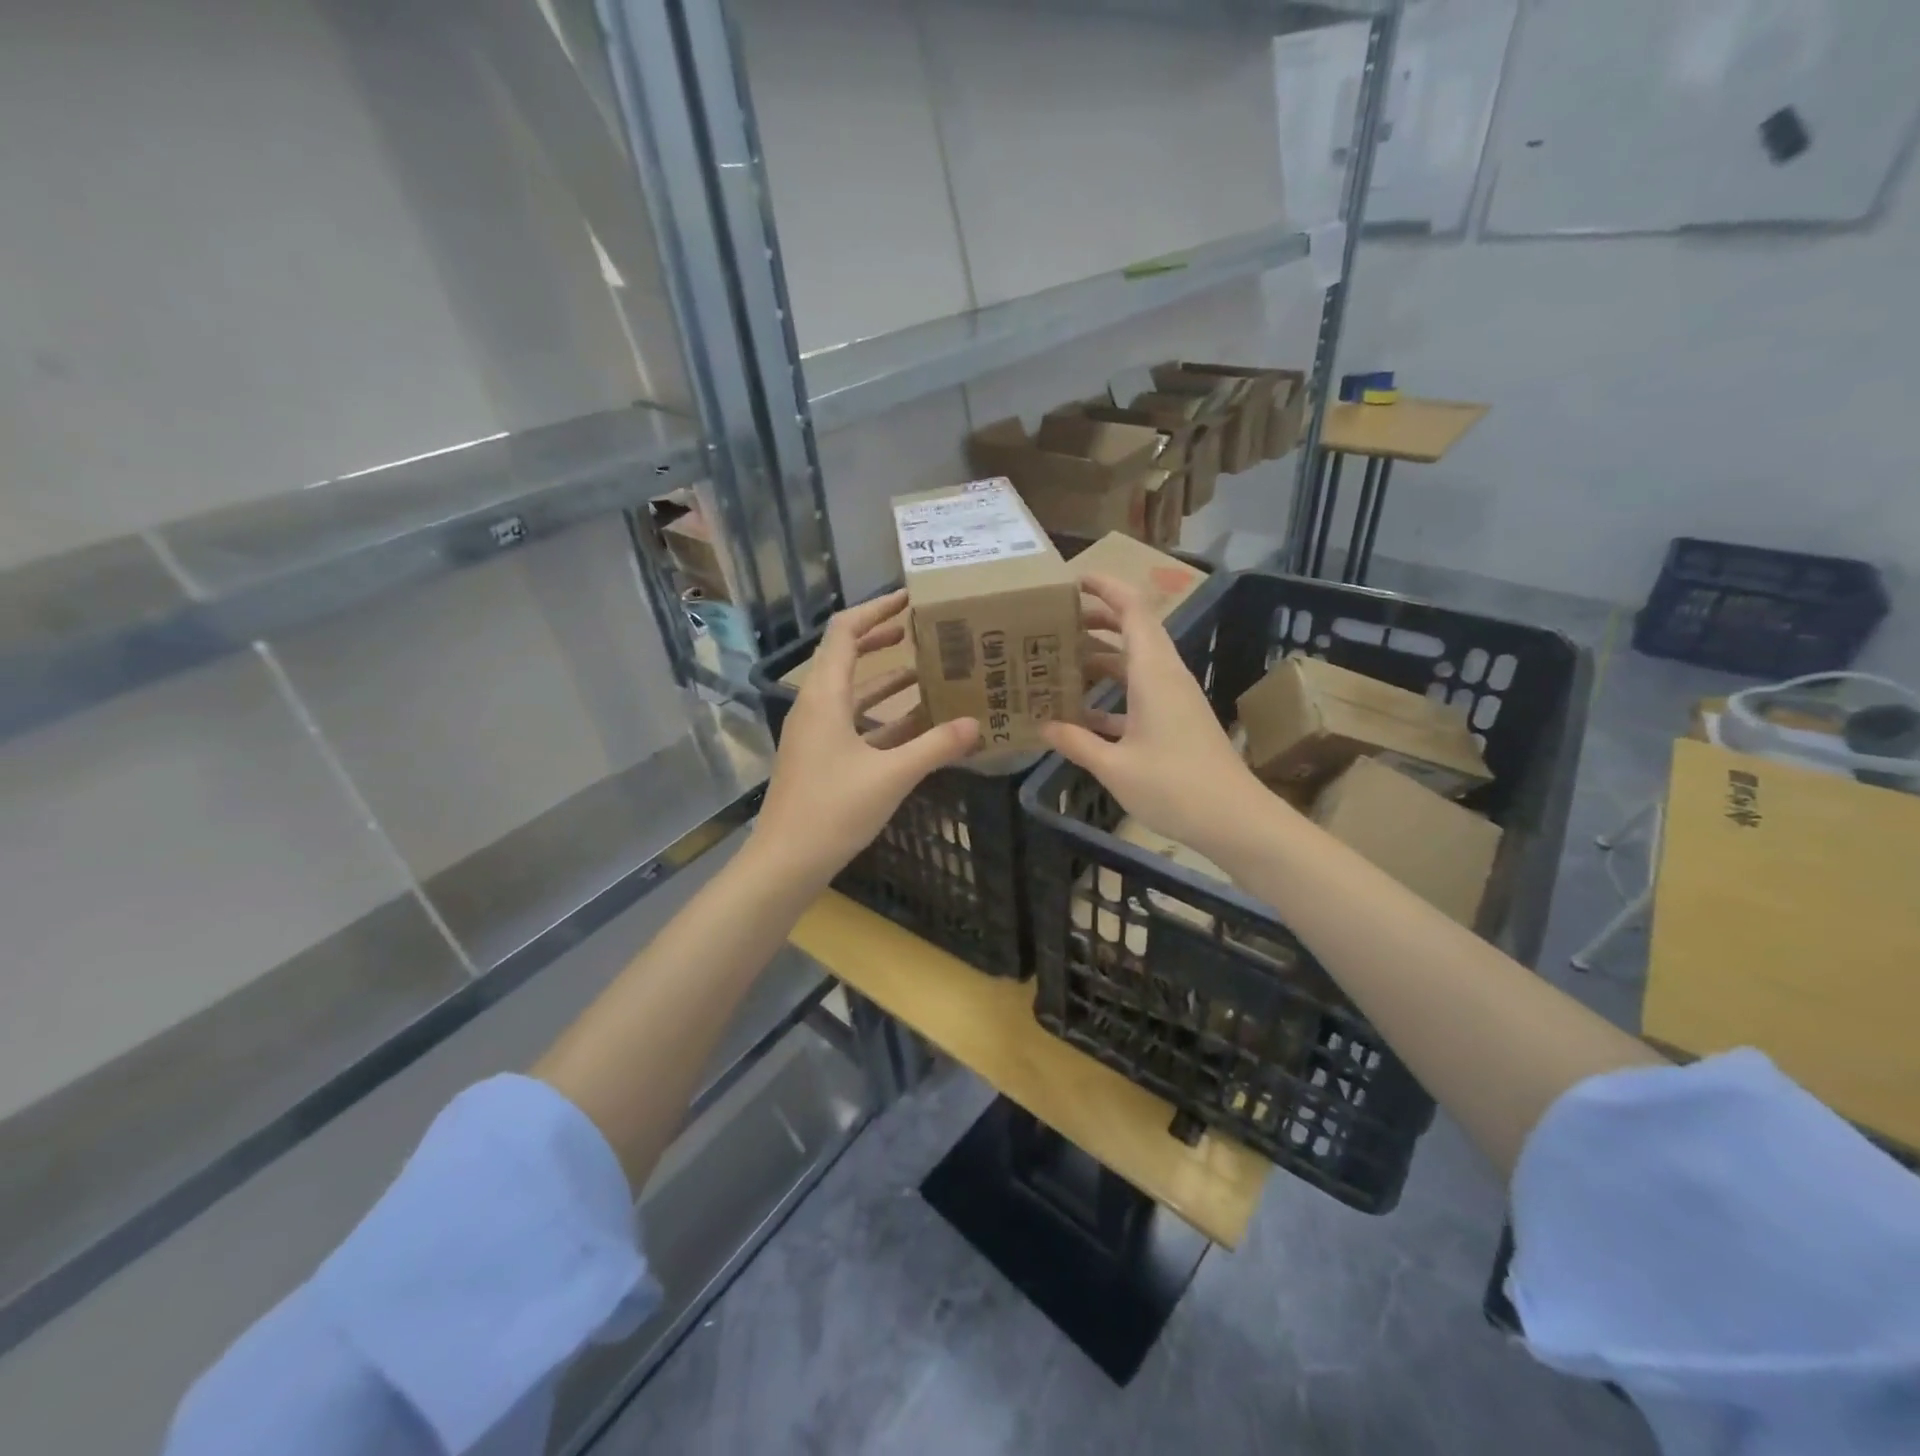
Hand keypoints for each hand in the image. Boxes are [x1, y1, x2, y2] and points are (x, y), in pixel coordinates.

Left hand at [750, 590, 979, 890]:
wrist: (786, 862)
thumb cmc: (833, 811)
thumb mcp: (891, 776)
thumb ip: (936, 746)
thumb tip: (976, 723)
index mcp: (824, 696)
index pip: (844, 631)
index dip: (875, 609)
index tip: (910, 598)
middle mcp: (816, 706)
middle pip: (847, 656)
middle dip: (883, 639)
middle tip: (924, 629)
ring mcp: (817, 733)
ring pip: (855, 692)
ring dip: (889, 679)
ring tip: (931, 669)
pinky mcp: (823, 758)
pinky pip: (857, 723)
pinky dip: (886, 716)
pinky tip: (919, 722)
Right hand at [1042, 573, 1270, 860]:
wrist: (1234, 820)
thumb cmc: (1174, 787)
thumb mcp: (1114, 767)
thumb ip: (1075, 742)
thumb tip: (1041, 726)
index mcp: (1153, 672)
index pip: (1133, 610)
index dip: (1106, 587)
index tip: (1073, 580)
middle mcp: (1166, 676)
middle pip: (1133, 630)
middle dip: (1095, 620)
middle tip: (1054, 623)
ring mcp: (1174, 698)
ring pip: (1135, 662)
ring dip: (1101, 657)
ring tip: (1059, 662)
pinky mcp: (1177, 721)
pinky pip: (1139, 691)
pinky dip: (1111, 692)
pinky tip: (1081, 712)